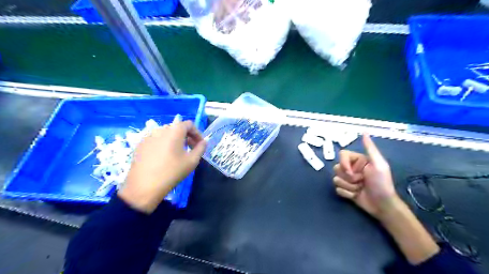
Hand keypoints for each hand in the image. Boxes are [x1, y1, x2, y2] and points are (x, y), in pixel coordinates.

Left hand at [121, 121, 207, 212]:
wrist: (144, 186)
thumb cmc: (172, 172)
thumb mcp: (192, 161)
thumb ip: (201, 148)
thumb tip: (204, 142)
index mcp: (174, 131)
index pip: (189, 124)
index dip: (197, 133)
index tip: (199, 144)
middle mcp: (160, 129)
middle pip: (177, 128)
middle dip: (186, 136)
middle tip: (190, 149)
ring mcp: (148, 136)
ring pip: (166, 133)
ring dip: (175, 139)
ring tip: (177, 153)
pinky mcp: (140, 144)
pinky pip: (156, 139)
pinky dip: (163, 144)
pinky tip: (163, 157)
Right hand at [332, 134, 401, 219]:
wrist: (383, 205)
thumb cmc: (382, 183)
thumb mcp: (378, 164)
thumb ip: (370, 148)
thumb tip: (364, 132)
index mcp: (358, 160)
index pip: (342, 155)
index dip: (344, 164)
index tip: (352, 172)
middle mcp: (351, 168)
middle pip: (337, 168)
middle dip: (348, 177)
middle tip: (361, 181)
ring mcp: (348, 180)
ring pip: (336, 179)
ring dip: (349, 186)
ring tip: (360, 189)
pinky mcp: (345, 190)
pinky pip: (337, 189)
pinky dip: (347, 194)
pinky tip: (356, 195)